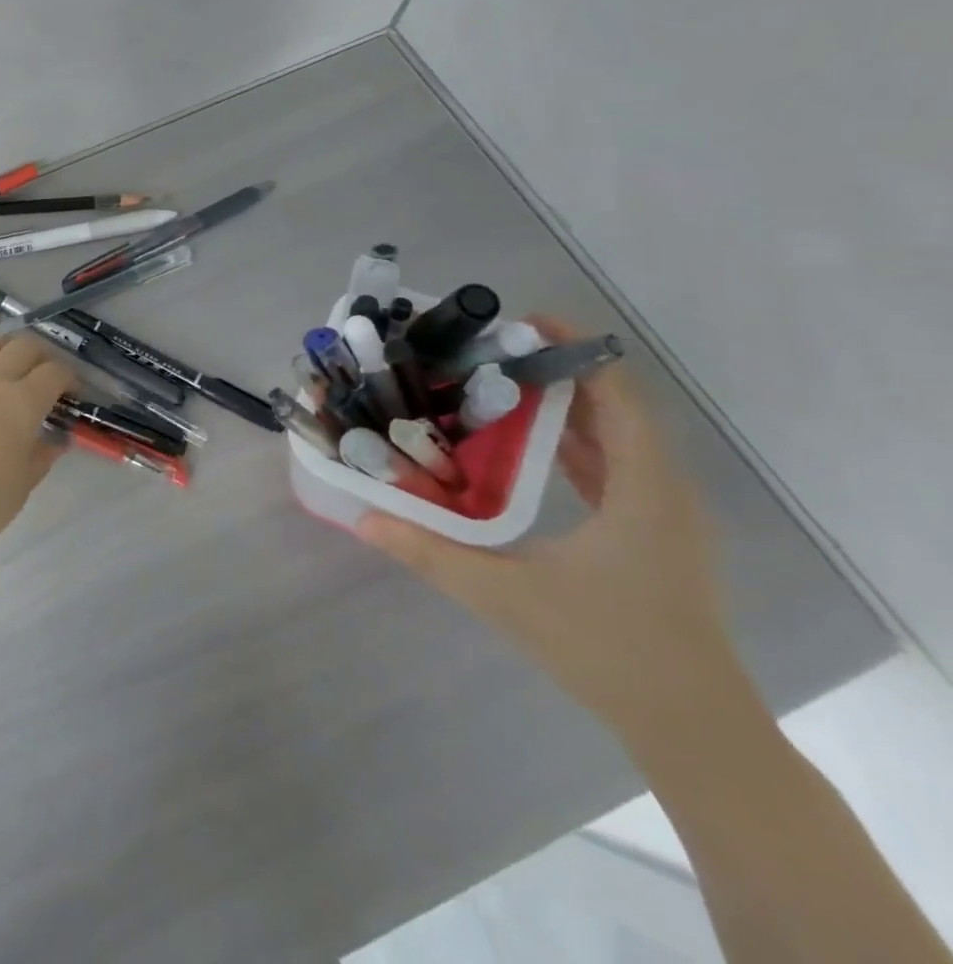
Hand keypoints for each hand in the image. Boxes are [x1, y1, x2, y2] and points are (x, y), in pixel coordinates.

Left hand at [0, 335, 75, 562]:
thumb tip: (56, 441)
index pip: (53, 372)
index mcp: (23, 401)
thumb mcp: (25, 482)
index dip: (68, 378)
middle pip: (21, 346)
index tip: (71, 392)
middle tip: (42, 374)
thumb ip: (42, 455)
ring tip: (1, 362)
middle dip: (39, 355)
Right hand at [358, 318, 749, 743]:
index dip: (575, 350)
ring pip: (615, 436)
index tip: (518, 324)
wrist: (693, 729)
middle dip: (554, 371)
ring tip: (494, 385)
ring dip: (562, 405)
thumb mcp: (505, 598)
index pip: (617, 395)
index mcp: (643, 491)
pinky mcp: (653, 534)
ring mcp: (662, 514)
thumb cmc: (607, 651)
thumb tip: (362, 517)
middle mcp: (663, 490)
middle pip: (614, 407)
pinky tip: (522, 444)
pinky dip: (572, 440)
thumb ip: (429, 554)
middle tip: (484, 352)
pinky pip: (614, 465)